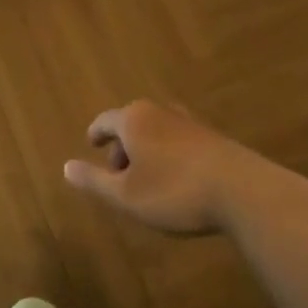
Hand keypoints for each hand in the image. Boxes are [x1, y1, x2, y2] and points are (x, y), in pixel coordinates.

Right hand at [63, 100, 280, 235]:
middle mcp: (158, 111)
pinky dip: (169, 153)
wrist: (241, 191)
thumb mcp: (126, 196)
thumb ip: (94, 181)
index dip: (96, 133)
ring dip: (147, 150)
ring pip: (156, 130)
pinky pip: (178, 139)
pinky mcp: (211, 136)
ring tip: (147, 178)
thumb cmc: (174, 191)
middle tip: (118, 173)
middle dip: (122, 146)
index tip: (91, 144)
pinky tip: (176, 178)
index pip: (105, 120)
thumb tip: (65, 166)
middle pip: (131, 123)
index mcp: (133, 120)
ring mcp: (187, 121)